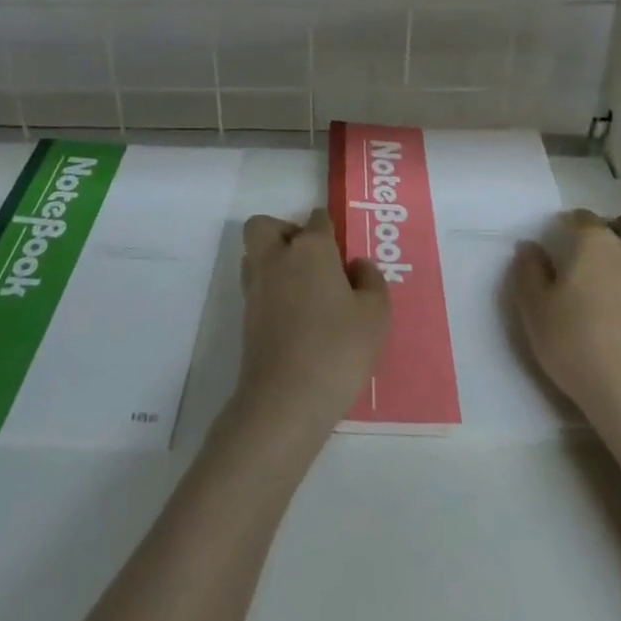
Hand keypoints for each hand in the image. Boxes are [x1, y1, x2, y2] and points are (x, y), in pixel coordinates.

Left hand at [234, 209, 389, 440]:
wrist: (285, 401)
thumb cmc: (337, 350)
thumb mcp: (375, 315)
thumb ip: (371, 281)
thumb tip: (357, 265)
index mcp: (311, 248)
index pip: (317, 219)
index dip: (330, 229)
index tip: (342, 252)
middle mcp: (277, 258)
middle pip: (266, 226)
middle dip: (284, 232)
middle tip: (310, 259)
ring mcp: (256, 288)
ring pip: (254, 255)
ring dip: (273, 261)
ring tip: (303, 288)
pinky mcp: (245, 318)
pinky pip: (256, 288)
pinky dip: (270, 292)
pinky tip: (295, 316)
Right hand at [513, 209, 620, 433]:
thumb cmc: (578, 344)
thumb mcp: (535, 309)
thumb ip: (529, 272)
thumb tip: (530, 247)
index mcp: (596, 242)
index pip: (582, 217)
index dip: (568, 224)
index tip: (558, 240)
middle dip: (616, 227)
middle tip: (597, 251)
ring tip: (620, 276)